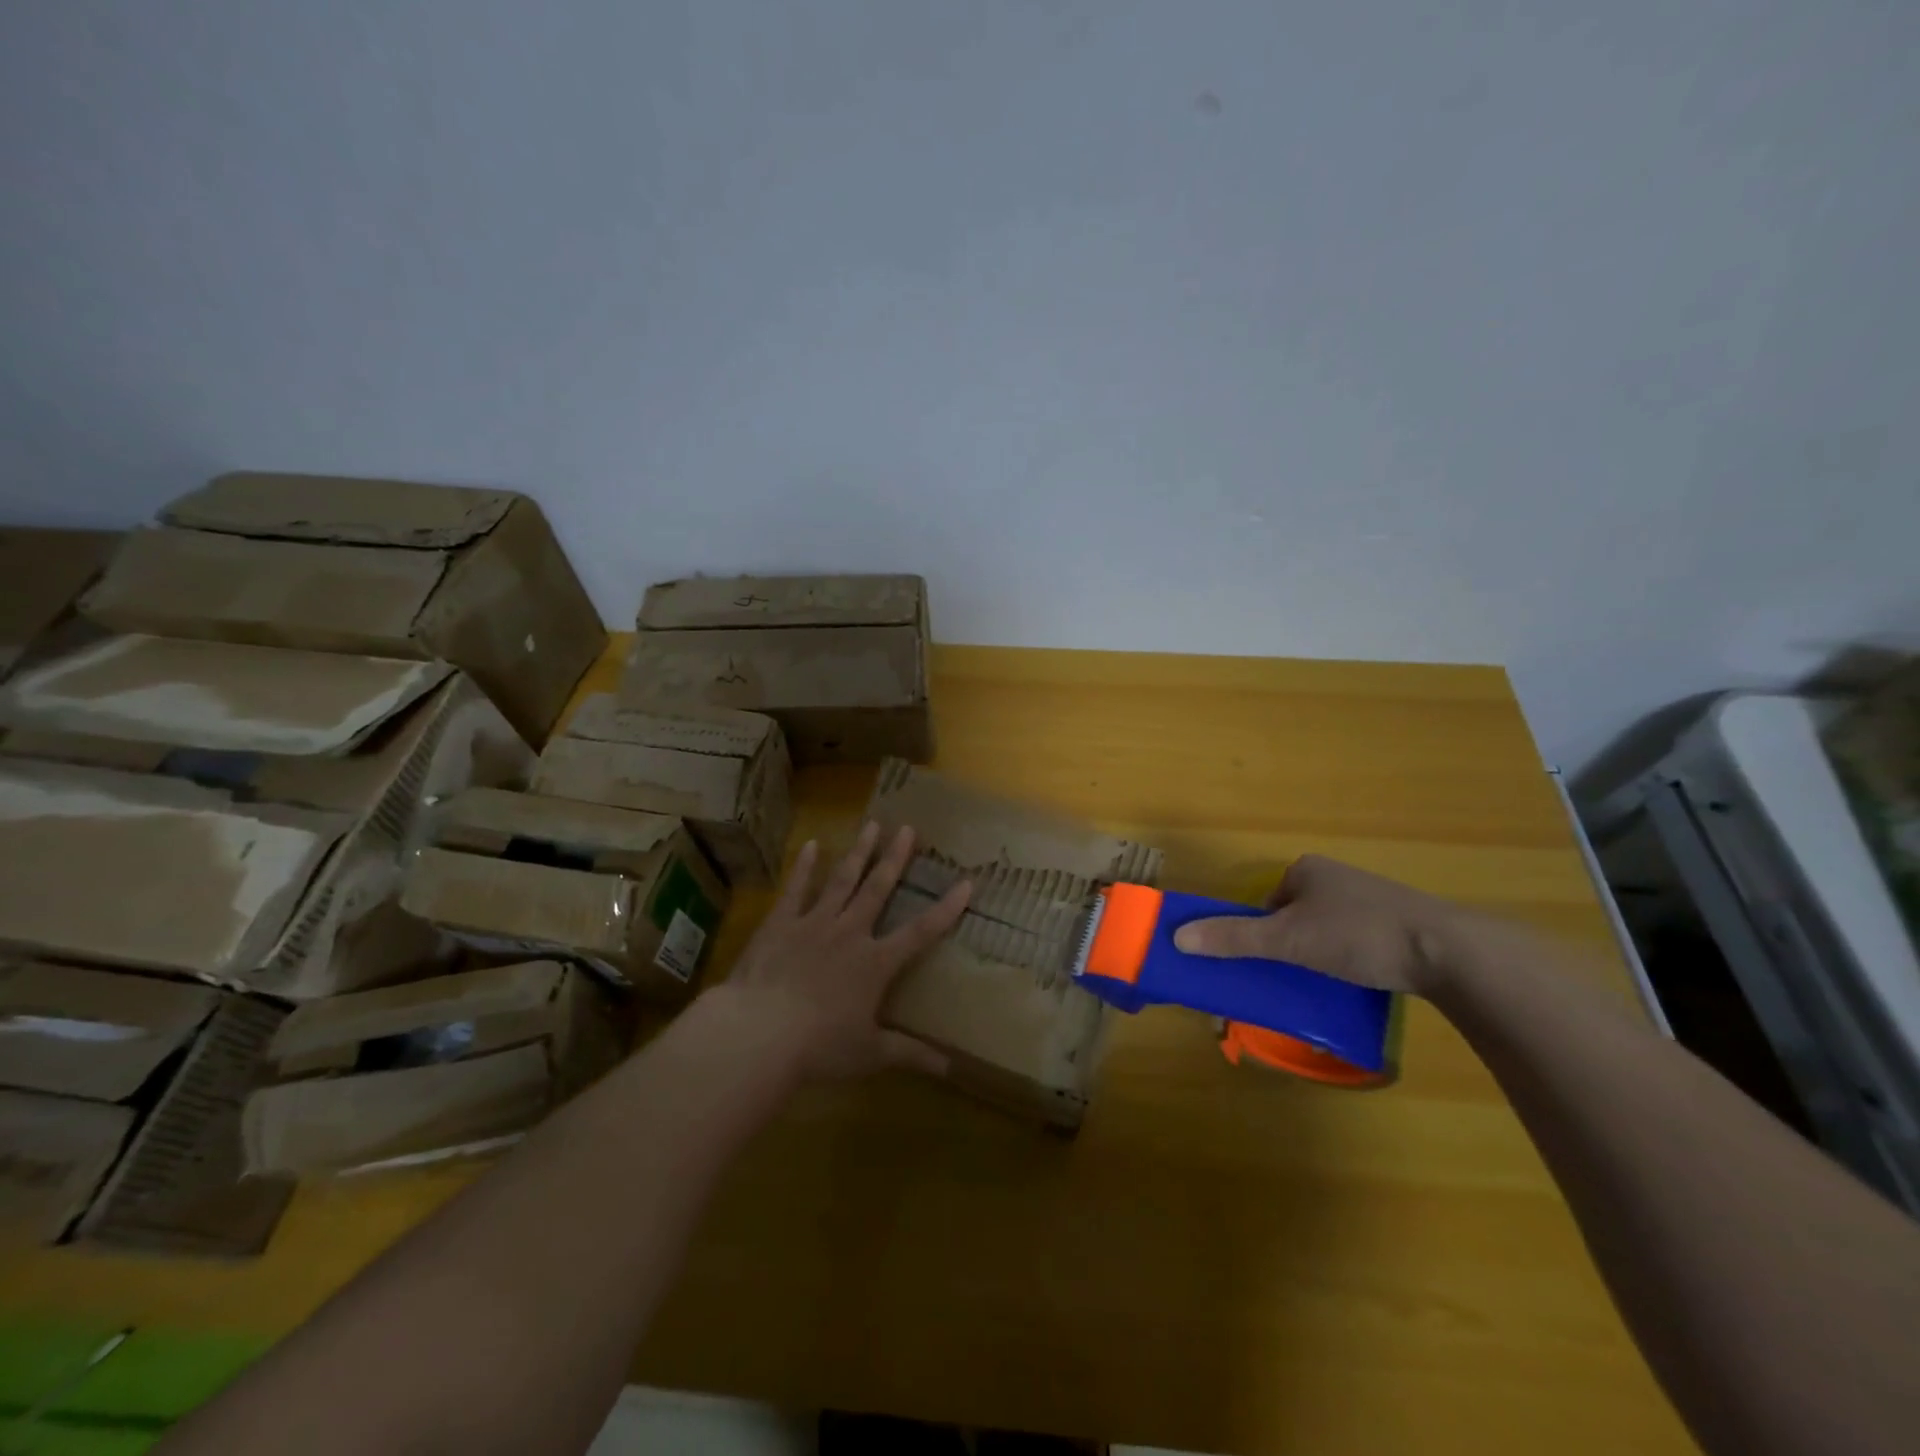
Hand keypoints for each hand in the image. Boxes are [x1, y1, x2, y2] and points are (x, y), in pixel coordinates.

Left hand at [709, 821, 970, 1081]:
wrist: (759, 1032)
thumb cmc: (819, 1046)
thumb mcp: (870, 1054)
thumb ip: (909, 1054)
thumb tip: (950, 1069)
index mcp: (875, 963)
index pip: (920, 932)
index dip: (946, 908)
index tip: (966, 882)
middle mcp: (850, 933)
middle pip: (878, 889)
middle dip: (896, 858)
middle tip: (908, 829)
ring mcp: (813, 923)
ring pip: (842, 880)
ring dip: (859, 852)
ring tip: (872, 824)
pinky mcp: (780, 924)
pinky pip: (796, 889)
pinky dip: (804, 866)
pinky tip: (811, 844)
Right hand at [1172, 854, 1461, 996]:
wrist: (1448, 952)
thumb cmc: (1358, 935)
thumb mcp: (1288, 940)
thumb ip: (1233, 938)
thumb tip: (1177, 937)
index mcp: (1307, 870)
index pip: (1268, 902)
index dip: (1262, 932)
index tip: (1270, 961)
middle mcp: (1337, 878)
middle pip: (1296, 916)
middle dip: (1292, 946)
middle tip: (1295, 976)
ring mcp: (1372, 899)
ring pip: (1329, 931)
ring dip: (1322, 956)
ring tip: (1328, 984)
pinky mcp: (1401, 924)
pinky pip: (1360, 942)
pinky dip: (1353, 961)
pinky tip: (1361, 983)